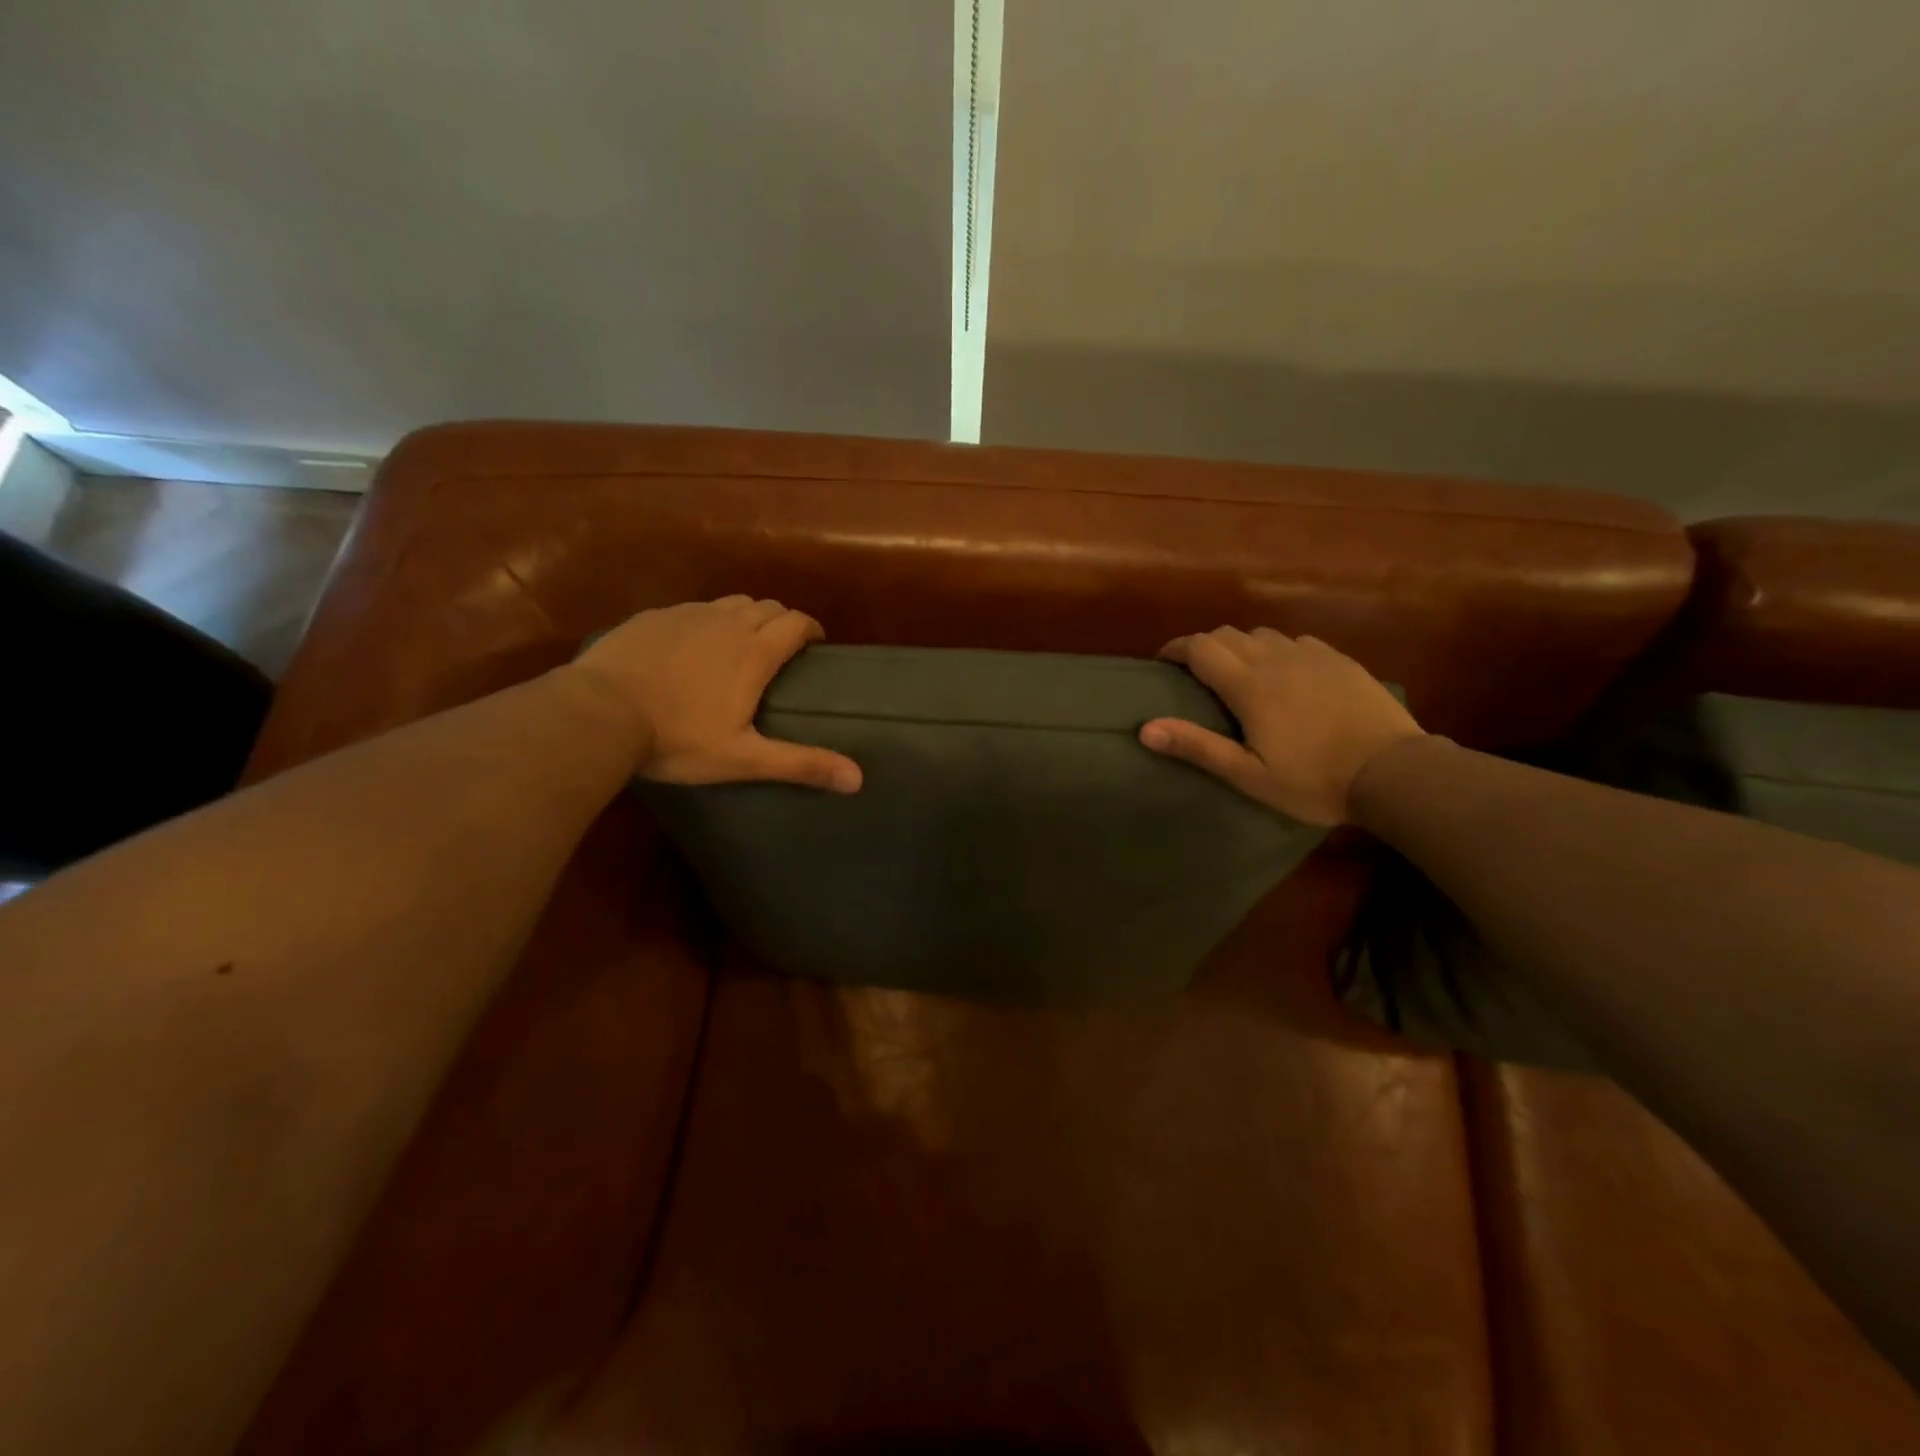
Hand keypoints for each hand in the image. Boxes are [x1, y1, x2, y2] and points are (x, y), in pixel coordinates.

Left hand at [569, 597, 861, 792]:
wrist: (598, 714)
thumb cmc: (677, 738)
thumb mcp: (744, 758)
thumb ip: (801, 764)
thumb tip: (858, 780)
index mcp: (754, 652)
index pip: (796, 623)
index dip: (811, 629)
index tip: (816, 644)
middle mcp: (727, 623)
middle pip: (768, 606)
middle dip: (782, 620)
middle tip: (782, 646)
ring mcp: (687, 615)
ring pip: (732, 602)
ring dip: (747, 615)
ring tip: (743, 640)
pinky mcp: (654, 616)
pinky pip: (695, 608)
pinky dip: (708, 619)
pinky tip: (694, 643)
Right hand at [1140, 627, 1421, 824]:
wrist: (1393, 772)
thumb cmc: (1313, 780)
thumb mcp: (1248, 775)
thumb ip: (1197, 746)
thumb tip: (1145, 728)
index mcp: (1249, 685)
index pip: (1199, 648)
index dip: (1175, 649)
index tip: (1162, 662)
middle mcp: (1275, 659)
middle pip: (1228, 634)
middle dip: (1204, 646)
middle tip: (1196, 672)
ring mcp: (1312, 656)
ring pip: (1263, 634)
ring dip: (1241, 646)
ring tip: (1240, 672)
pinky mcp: (1340, 660)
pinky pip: (1297, 642)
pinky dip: (1278, 650)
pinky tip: (1286, 673)